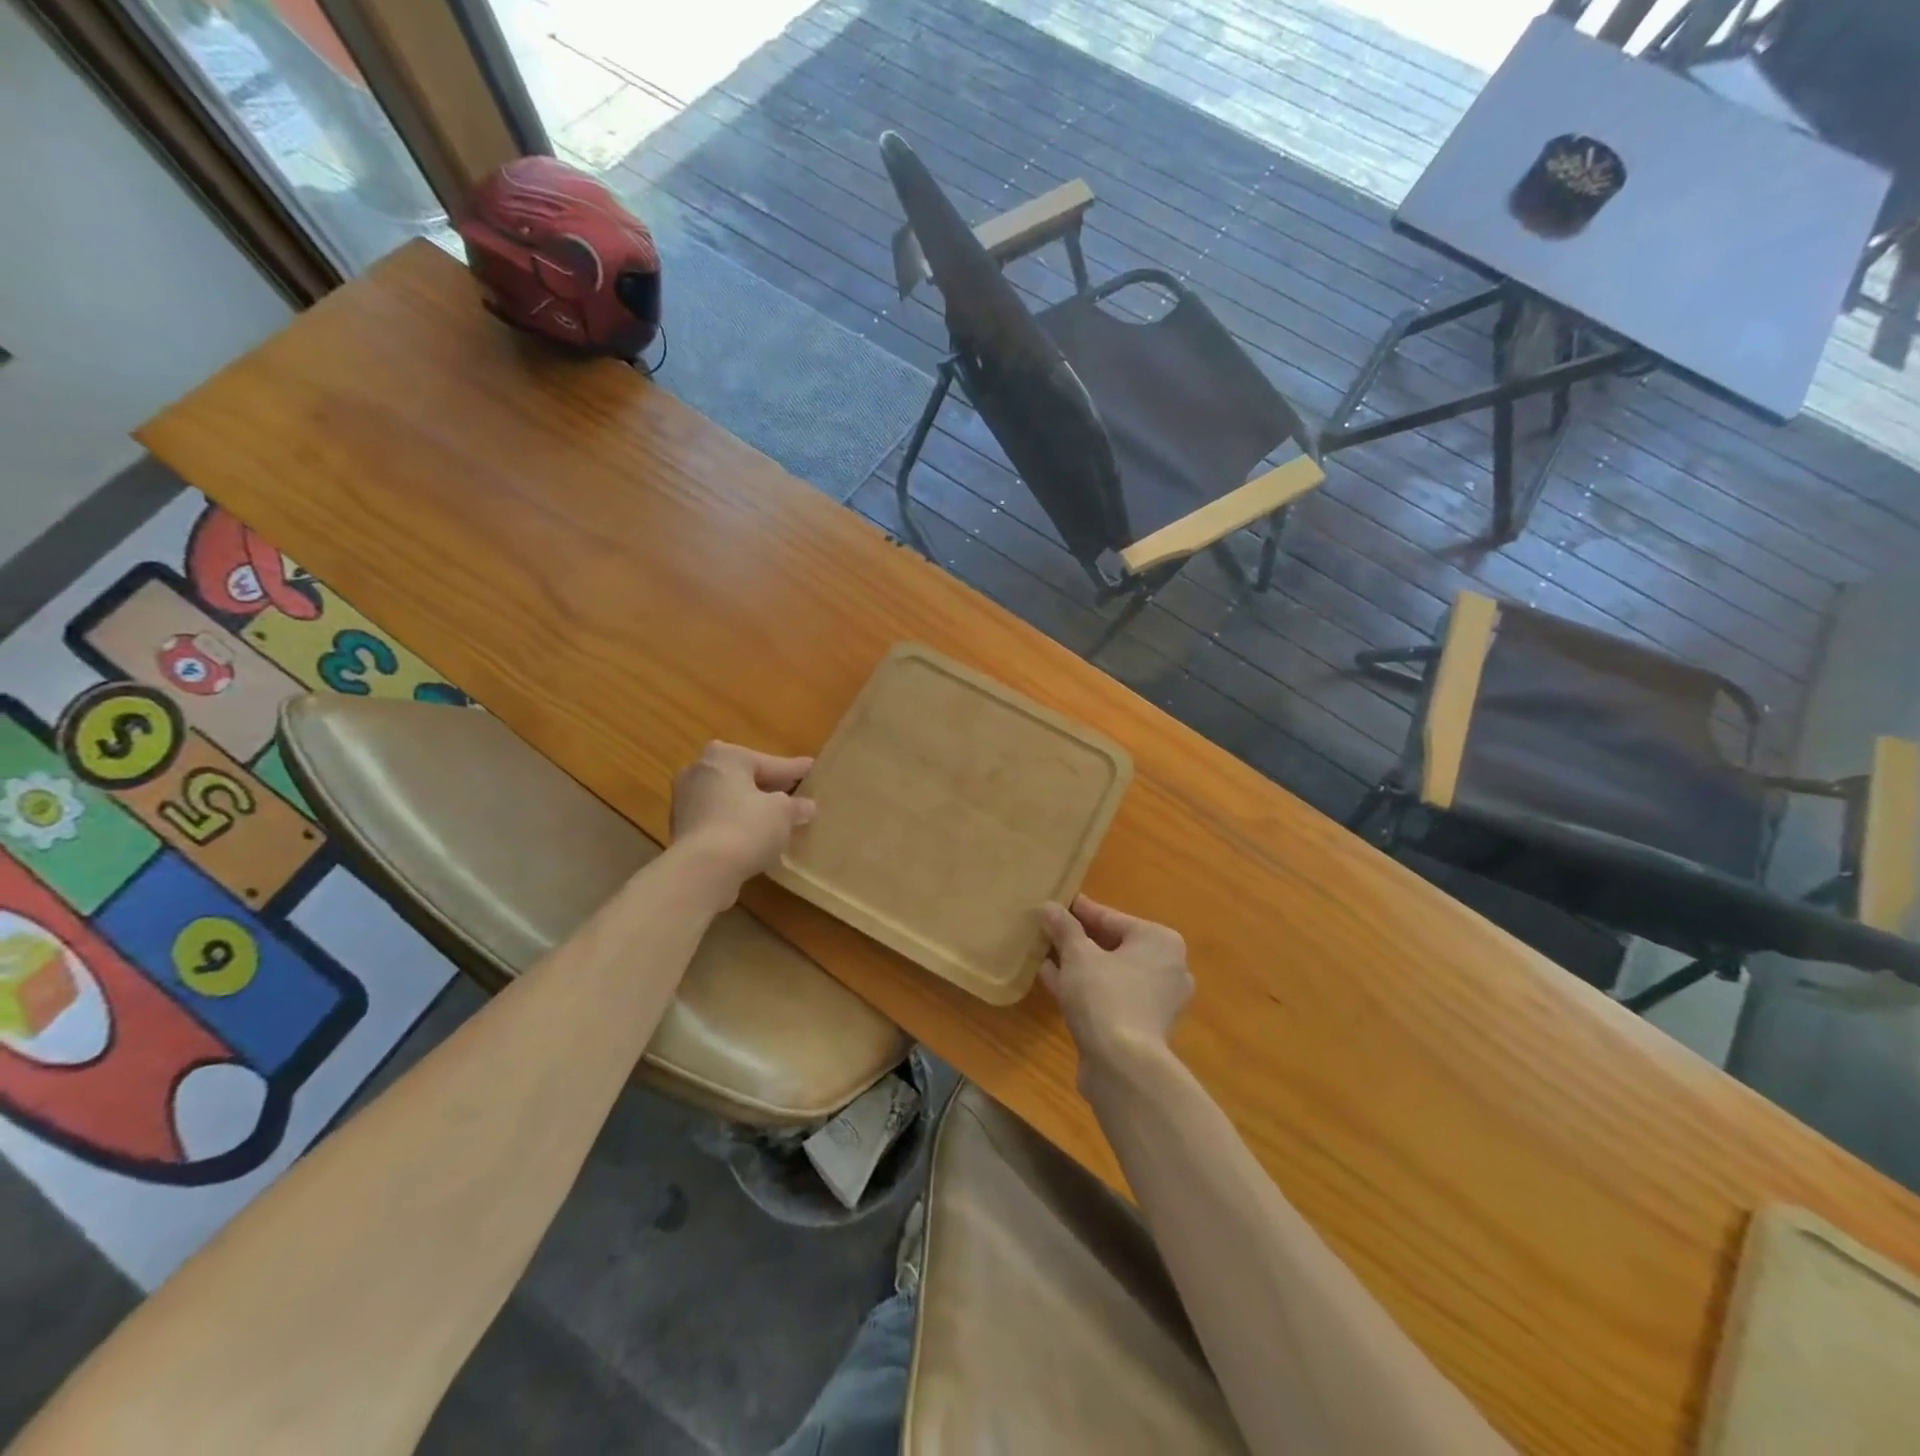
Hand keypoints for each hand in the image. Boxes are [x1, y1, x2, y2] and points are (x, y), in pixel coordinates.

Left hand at [669, 741, 815, 894]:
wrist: (701, 870)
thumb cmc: (746, 827)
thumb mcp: (783, 813)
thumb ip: (796, 805)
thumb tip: (805, 806)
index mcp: (726, 756)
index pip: (770, 763)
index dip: (795, 770)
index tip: (812, 769)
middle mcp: (700, 770)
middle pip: (745, 778)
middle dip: (769, 787)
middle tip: (795, 794)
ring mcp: (685, 800)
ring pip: (729, 799)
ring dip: (750, 807)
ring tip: (776, 818)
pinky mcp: (680, 828)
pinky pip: (718, 819)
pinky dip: (735, 824)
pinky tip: (754, 836)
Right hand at [1038, 895, 1191, 1076]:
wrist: (1123, 1066)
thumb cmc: (1105, 996)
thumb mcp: (1078, 955)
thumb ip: (1064, 928)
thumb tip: (1048, 907)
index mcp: (1160, 941)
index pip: (1112, 918)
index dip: (1080, 911)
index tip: (1057, 903)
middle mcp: (1166, 968)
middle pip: (1113, 945)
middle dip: (1078, 939)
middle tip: (1048, 929)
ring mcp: (1156, 1001)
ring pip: (1109, 973)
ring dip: (1078, 964)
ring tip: (1044, 952)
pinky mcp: (1142, 1027)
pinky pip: (1108, 996)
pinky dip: (1084, 987)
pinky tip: (1050, 978)